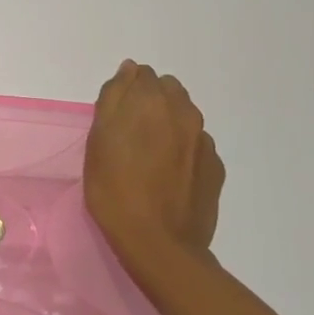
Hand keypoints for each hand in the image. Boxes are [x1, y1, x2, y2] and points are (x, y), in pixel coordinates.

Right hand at [84, 61, 224, 278]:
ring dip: (168, 125)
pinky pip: (196, 145)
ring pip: (183, 117)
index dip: (126, 92)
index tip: (115, 117)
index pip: (141, 74)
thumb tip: (129, 70)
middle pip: (167, 90)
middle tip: (130, 135)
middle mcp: (184, 112)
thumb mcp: (98, 139)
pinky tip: (169, 177)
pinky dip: (183, 151)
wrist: (159, 244)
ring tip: (150, 157)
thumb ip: (114, 97)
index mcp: (152, 100)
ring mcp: (204, 140)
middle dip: (150, 103)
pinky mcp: (215, 167)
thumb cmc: (115, 189)